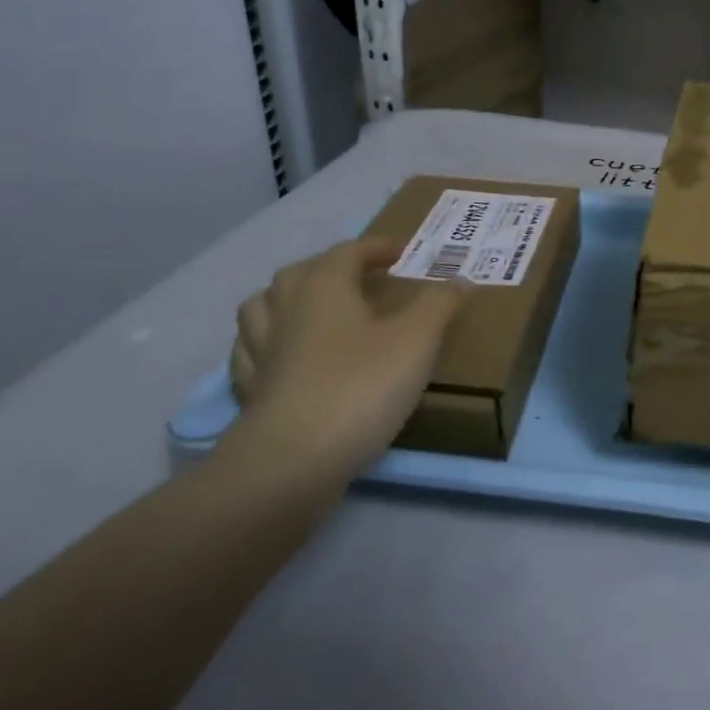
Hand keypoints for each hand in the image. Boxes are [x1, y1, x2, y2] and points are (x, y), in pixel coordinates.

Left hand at [220, 238, 469, 490]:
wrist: (293, 462)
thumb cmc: (360, 387)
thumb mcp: (417, 341)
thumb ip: (439, 305)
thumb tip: (460, 278)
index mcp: (323, 288)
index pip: (347, 251)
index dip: (375, 247)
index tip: (400, 252)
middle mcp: (284, 310)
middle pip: (299, 273)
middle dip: (329, 267)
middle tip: (359, 277)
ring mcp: (260, 352)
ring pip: (261, 309)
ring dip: (286, 300)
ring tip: (311, 310)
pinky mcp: (250, 392)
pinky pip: (252, 354)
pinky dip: (268, 345)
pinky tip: (285, 357)